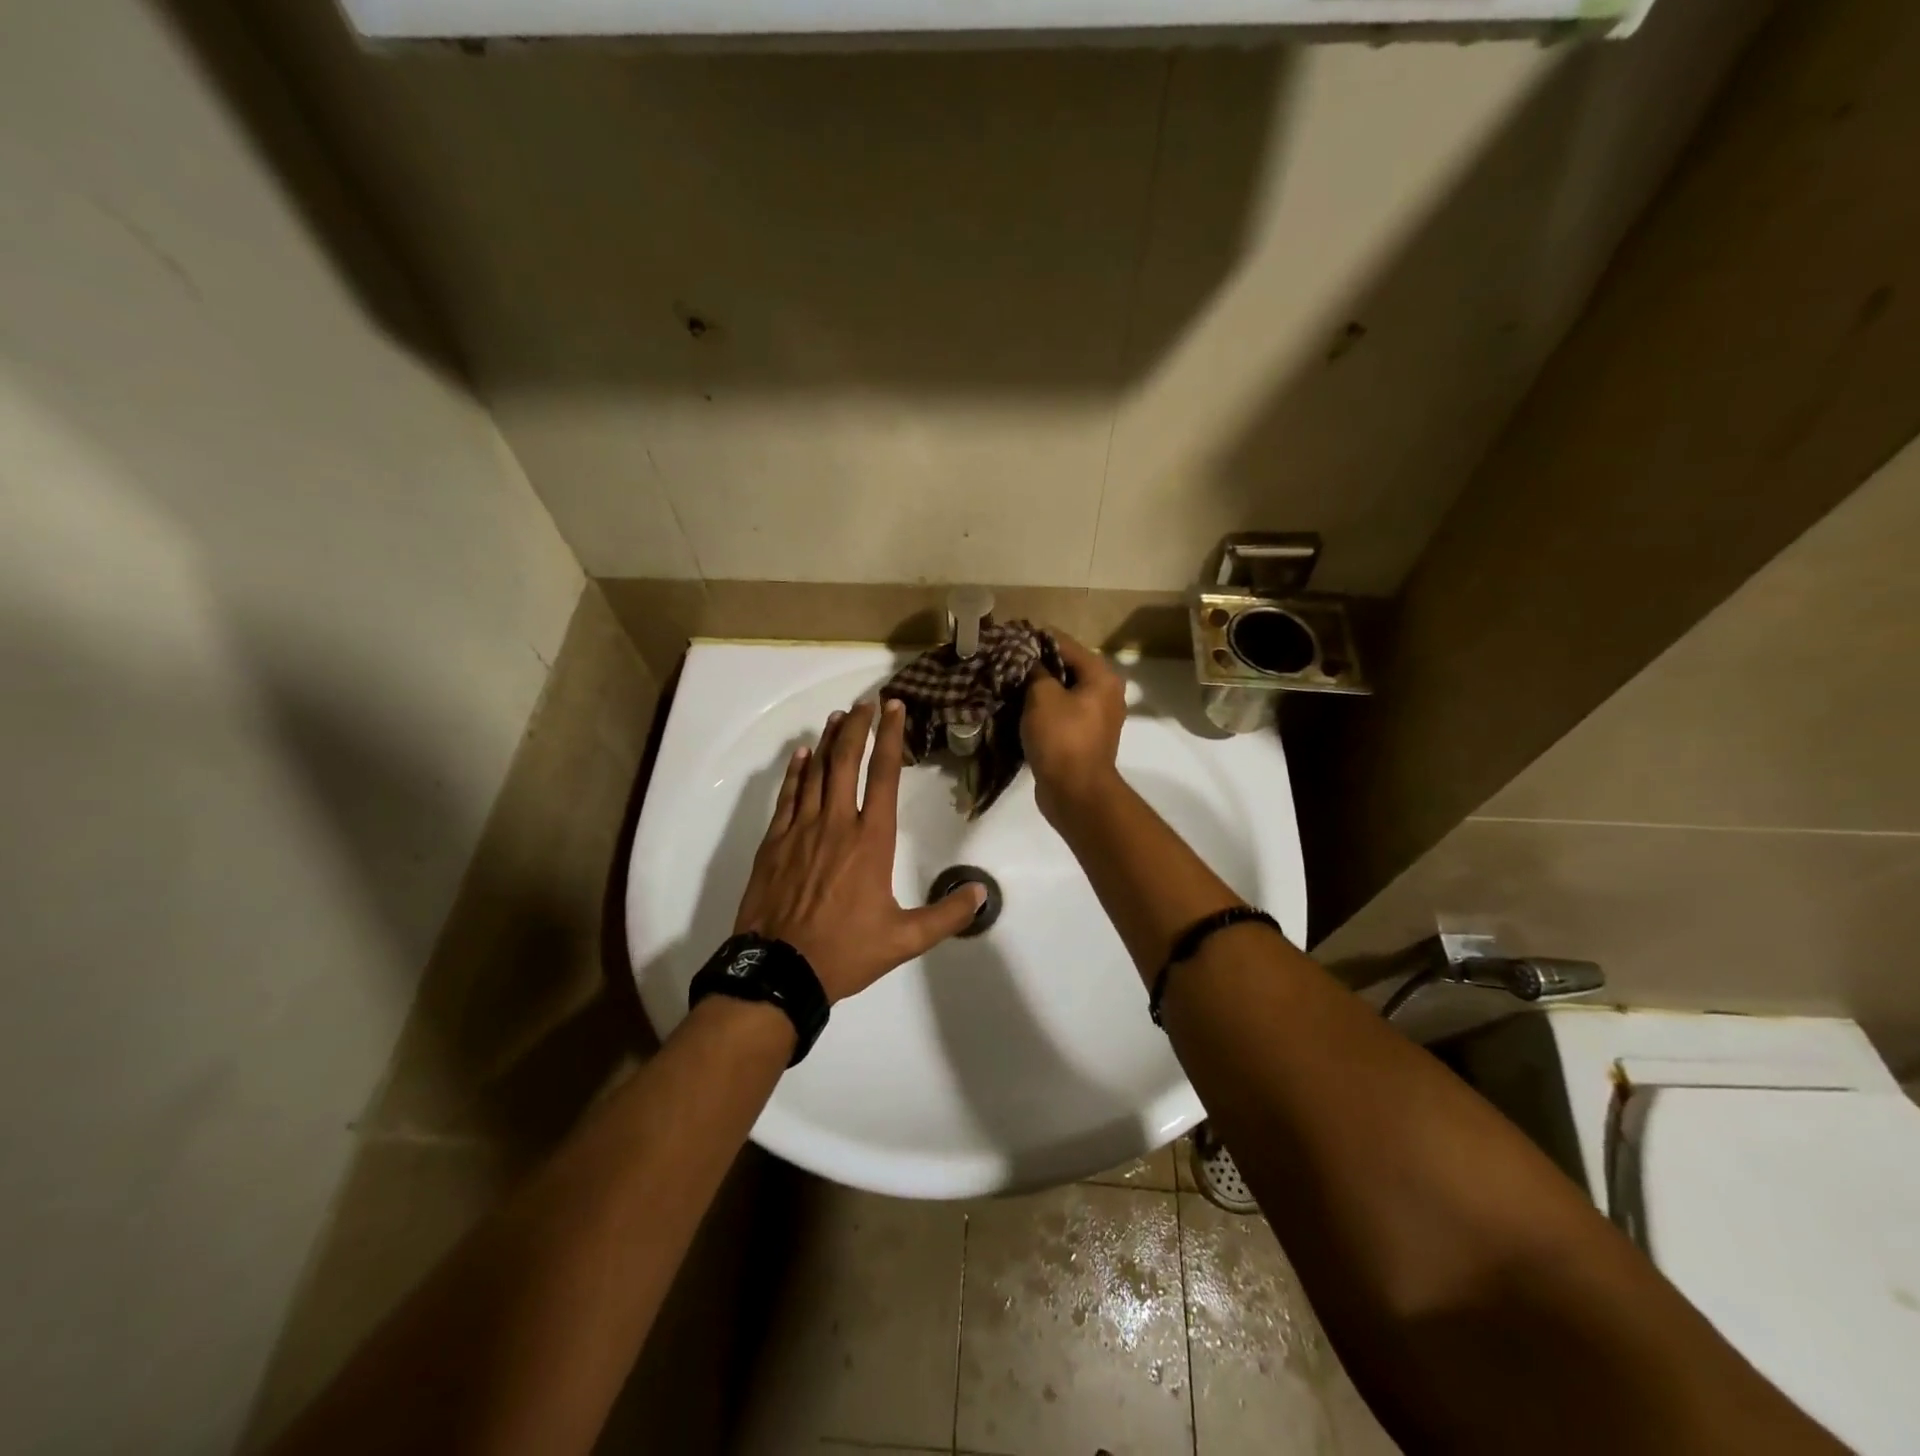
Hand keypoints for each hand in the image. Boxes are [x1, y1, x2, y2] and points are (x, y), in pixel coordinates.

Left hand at [733, 699, 985, 1003]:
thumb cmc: (846, 952)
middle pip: (846, 762)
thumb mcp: (905, 939)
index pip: (884, 776)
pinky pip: (787, 797)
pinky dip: (795, 772)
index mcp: (871, 841)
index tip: (894, 708)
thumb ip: (947, 914)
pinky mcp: (774, 843)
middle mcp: (836, 824)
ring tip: (838, 716)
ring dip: (828, 741)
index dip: (891, 738)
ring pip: (815, 773)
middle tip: (866, 702)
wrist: (780, 970)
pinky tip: (801, 755)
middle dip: (858, 726)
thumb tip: (983, 894)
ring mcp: (801, 830)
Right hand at [1022, 629, 1125, 821]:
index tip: (1006, 640)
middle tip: (1003, 664)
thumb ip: (1034, 669)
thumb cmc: (1061, 738)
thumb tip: (1027, 657)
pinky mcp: (1084, 738)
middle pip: (1065, 667)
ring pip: (1062, 692)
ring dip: (1037, 689)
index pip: (1064, 643)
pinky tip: (1018, 710)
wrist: (1075, 792)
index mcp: (1101, 676)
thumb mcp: (1042, 696)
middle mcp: (1105, 692)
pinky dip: (1042, 711)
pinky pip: (1061, 714)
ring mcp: (1097, 717)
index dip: (1034, 639)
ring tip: (1007, 686)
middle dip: (1035, 665)